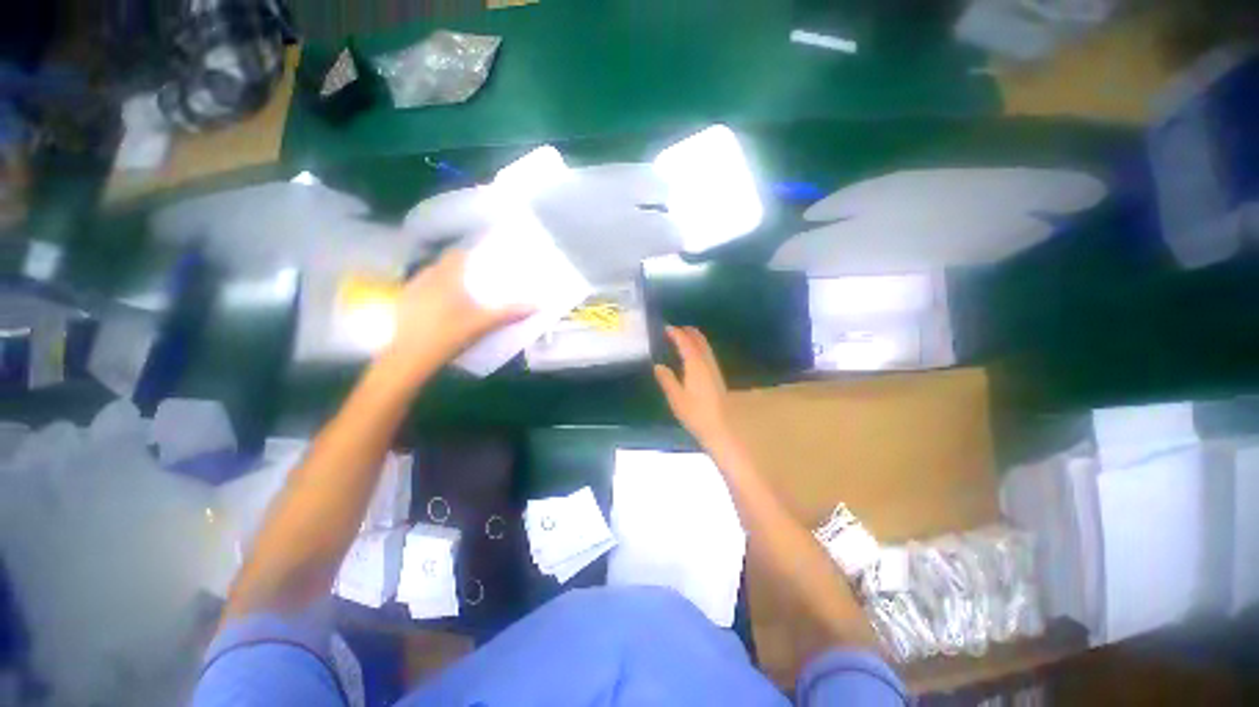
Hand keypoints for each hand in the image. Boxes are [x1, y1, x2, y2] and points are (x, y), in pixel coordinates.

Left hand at [384, 248, 530, 374]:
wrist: (409, 358)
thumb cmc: (449, 335)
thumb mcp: (483, 324)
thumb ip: (509, 313)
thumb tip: (537, 305)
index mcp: (446, 277)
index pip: (457, 255)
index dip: (470, 255)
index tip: (484, 263)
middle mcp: (426, 278)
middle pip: (444, 266)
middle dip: (460, 270)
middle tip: (476, 281)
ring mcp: (411, 291)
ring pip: (431, 278)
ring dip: (444, 282)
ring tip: (460, 295)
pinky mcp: (403, 306)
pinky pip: (421, 291)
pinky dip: (432, 295)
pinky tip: (440, 310)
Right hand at [653, 326, 732, 445]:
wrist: (721, 427)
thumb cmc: (696, 413)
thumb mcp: (676, 398)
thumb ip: (667, 380)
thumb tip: (658, 366)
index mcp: (695, 364)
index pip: (686, 342)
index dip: (677, 333)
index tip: (666, 327)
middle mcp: (706, 362)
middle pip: (699, 340)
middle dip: (687, 331)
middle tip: (675, 328)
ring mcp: (713, 368)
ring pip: (704, 346)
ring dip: (694, 338)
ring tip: (682, 337)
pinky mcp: (716, 375)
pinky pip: (706, 353)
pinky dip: (698, 346)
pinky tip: (692, 354)